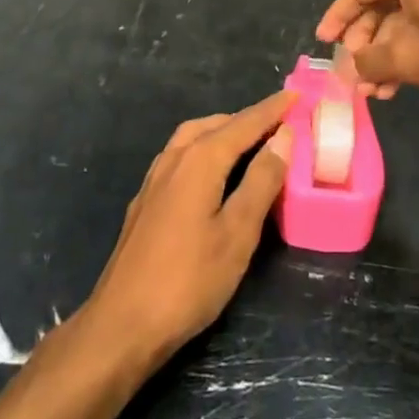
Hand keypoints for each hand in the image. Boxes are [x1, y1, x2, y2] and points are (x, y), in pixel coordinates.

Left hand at [86, 91, 293, 364]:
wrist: (121, 324)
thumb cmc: (188, 281)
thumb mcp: (237, 234)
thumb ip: (261, 181)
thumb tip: (283, 136)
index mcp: (200, 159)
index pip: (244, 123)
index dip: (272, 109)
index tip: (296, 94)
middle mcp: (175, 157)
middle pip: (216, 125)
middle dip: (248, 119)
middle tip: (278, 123)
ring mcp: (155, 178)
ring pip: (193, 137)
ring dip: (223, 131)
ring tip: (249, 141)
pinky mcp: (146, 199)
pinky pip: (181, 155)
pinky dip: (204, 149)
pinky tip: (211, 172)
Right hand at [315, 0, 418, 109]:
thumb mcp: (408, 59)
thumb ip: (370, 62)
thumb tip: (349, 69)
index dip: (336, 18)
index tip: (322, 44)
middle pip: (378, 6)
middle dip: (362, 45)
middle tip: (352, 76)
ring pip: (399, 22)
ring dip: (382, 56)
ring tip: (372, 92)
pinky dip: (405, 54)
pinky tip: (395, 87)